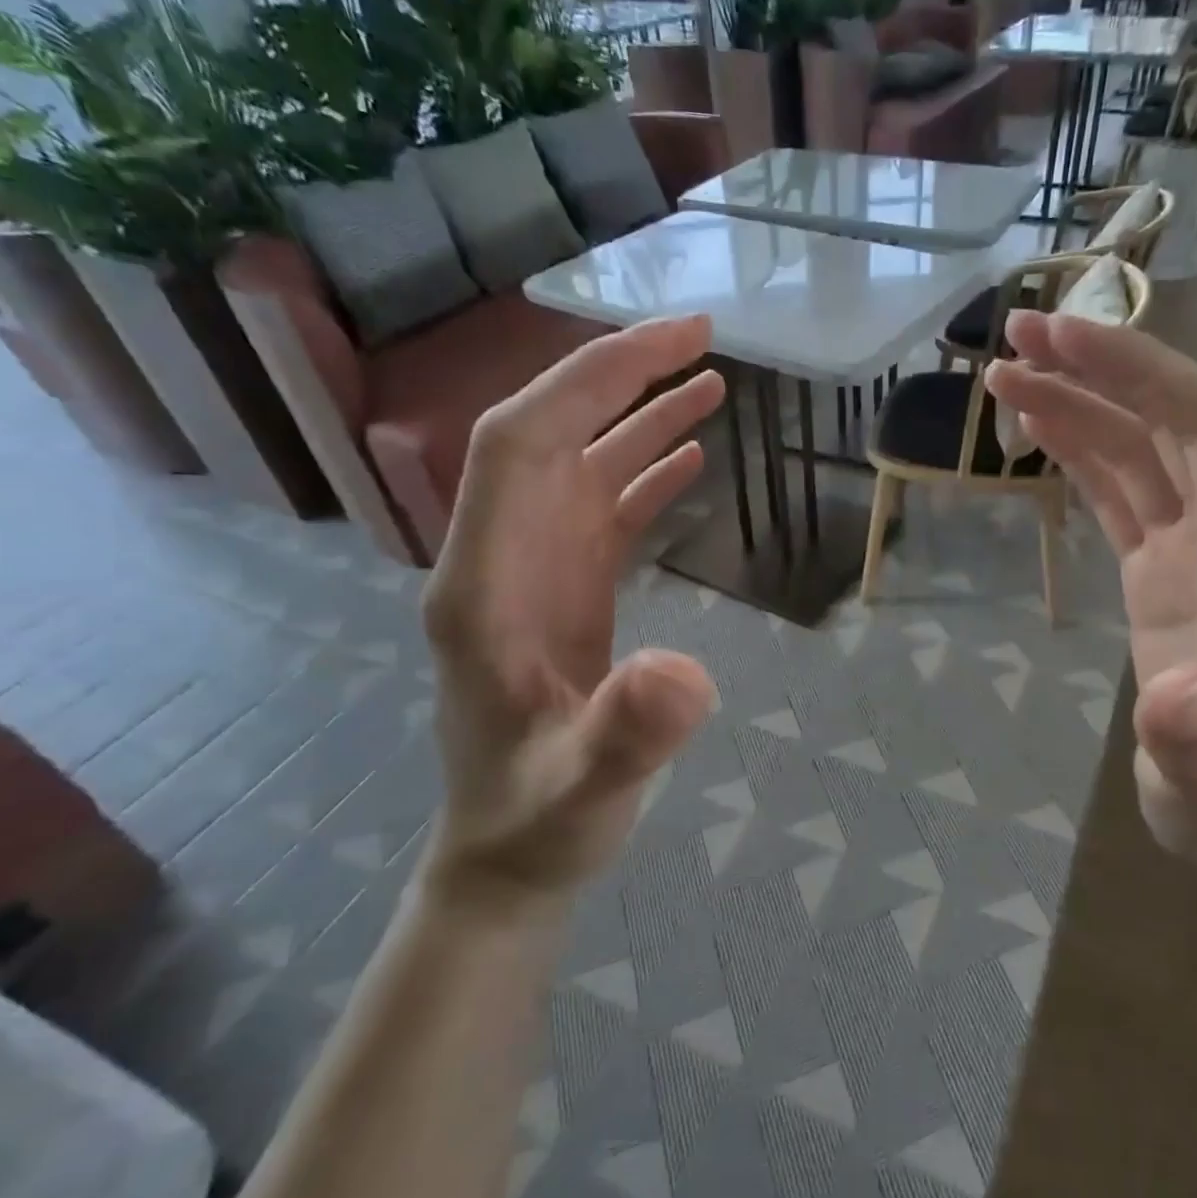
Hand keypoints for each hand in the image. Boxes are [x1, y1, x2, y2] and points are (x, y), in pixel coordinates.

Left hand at [419, 317, 724, 903]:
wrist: (510, 859)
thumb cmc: (540, 825)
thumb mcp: (586, 792)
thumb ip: (628, 735)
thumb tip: (687, 673)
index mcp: (485, 585)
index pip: (520, 445)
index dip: (589, 382)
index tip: (670, 344)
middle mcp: (500, 560)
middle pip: (548, 436)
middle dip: (620, 377)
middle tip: (703, 338)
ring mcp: (533, 575)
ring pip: (579, 467)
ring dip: (638, 418)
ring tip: (711, 384)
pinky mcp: (564, 595)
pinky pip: (601, 513)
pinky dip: (643, 475)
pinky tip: (689, 459)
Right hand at [985, 312, 1196, 877]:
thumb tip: (1181, 691)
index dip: (1145, 372)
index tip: (1065, 339)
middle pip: (1176, 416)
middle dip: (1104, 367)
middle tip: (1016, 337)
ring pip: (1143, 444)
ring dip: (1080, 400)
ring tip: (1004, 374)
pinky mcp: (1167, 564)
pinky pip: (1124, 485)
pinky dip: (1080, 447)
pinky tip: (1035, 428)